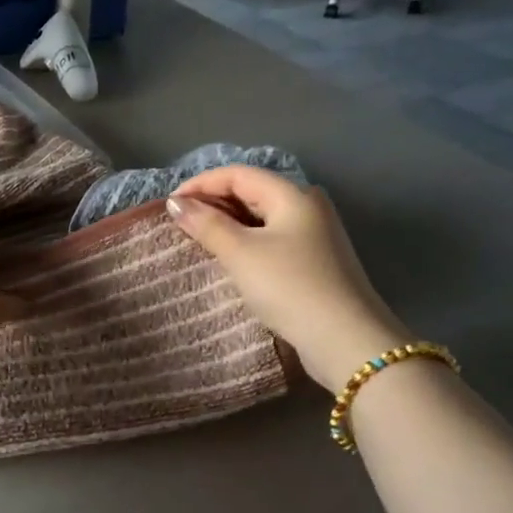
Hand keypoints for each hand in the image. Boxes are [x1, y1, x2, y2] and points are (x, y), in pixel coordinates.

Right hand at [166, 166, 410, 393]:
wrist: (343, 338)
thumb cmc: (289, 286)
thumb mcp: (241, 253)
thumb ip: (207, 224)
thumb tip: (176, 203)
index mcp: (293, 195)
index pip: (239, 174)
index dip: (201, 183)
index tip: (169, 204)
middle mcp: (307, 207)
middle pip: (252, 191)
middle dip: (213, 202)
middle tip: (180, 222)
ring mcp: (314, 235)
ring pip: (262, 217)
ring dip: (228, 223)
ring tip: (197, 238)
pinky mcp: (315, 261)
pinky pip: (271, 239)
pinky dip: (245, 241)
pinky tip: (228, 257)